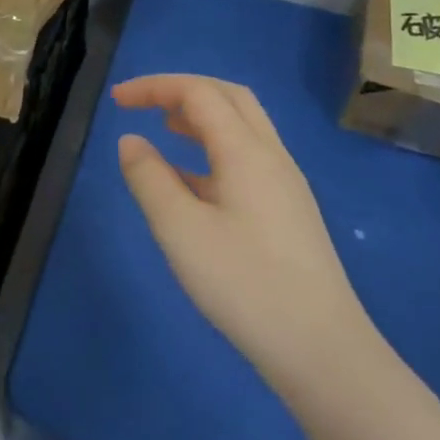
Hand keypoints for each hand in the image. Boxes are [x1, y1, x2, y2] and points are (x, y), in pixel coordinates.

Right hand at [114, 74, 374, 395]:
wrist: (322, 352)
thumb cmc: (244, 284)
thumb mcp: (179, 229)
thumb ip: (149, 178)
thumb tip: (131, 141)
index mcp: (246, 152)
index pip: (198, 93)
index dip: (154, 87)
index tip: (116, 100)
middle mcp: (271, 157)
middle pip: (229, 97)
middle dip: (181, 90)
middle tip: (142, 104)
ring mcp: (284, 186)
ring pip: (242, 127)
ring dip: (200, 116)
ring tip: (163, 128)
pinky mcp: (286, 213)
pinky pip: (246, 159)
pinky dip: (211, 149)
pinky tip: (189, 180)